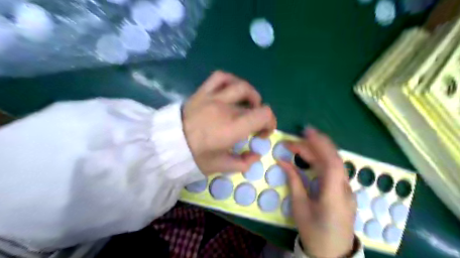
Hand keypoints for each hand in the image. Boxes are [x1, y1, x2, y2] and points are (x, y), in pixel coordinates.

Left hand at [184, 71, 276, 175]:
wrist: (166, 145)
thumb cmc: (194, 157)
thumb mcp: (220, 166)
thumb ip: (243, 162)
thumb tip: (256, 155)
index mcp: (233, 128)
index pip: (264, 114)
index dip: (270, 122)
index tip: (262, 133)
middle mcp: (226, 108)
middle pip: (255, 102)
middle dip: (260, 114)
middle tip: (254, 125)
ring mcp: (213, 97)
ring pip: (240, 86)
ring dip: (251, 94)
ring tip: (248, 104)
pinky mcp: (202, 92)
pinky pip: (220, 77)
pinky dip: (231, 80)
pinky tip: (232, 90)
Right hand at [276, 127, 354, 257]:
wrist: (333, 253)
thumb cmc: (313, 232)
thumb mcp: (299, 207)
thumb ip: (293, 181)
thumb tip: (283, 161)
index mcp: (334, 196)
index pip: (331, 163)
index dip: (319, 145)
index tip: (305, 132)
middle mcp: (345, 189)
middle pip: (332, 159)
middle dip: (314, 145)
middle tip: (293, 141)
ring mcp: (348, 189)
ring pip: (335, 162)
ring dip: (319, 149)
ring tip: (301, 144)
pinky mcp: (345, 190)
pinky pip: (335, 168)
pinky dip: (323, 157)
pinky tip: (312, 155)